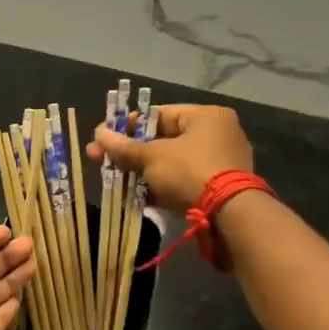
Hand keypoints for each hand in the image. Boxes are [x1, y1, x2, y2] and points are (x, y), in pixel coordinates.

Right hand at [89, 103, 253, 212]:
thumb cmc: (189, 171)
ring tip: (115, 179)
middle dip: (131, 151)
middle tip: (101, 158)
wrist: (229, 214)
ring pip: (171, 162)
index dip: (127, 125)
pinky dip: (161, 186)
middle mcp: (217, 134)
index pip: (158, 114)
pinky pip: (182, 180)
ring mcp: (220, 162)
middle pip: (164, 139)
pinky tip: (136, 195)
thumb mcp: (152, 157)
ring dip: (143, 170)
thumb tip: (99, 134)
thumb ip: (124, 147)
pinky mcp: (218, 187)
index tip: (104, 136)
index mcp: (206, 116)